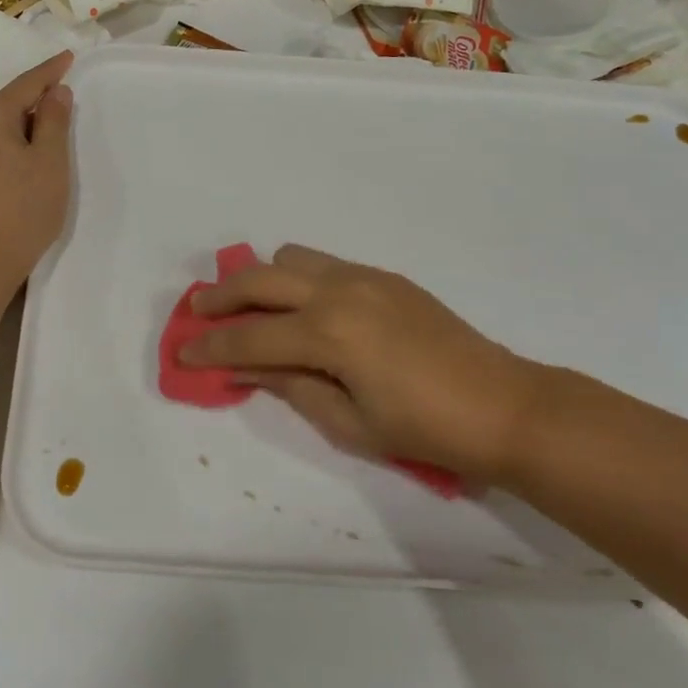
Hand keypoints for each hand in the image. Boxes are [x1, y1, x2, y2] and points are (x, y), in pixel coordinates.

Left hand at [0, 52, 73, 293]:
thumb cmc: (24, 206)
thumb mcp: (49, 160)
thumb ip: (54, 120)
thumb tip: (55, 91)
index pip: (26, 84)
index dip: (50, 70)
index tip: (70, 56)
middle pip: (11, 99)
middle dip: (39, 91)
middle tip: (67, 82)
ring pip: (5, 120)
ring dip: (30, 115)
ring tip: (57, 111)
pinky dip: (20, 133)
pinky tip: (36, 141)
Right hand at [182, 245, 551, 485]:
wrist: (505, 406)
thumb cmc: (426, 430)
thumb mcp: (349, 422)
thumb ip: (291, 387)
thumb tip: (247, 368)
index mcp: (328, 334)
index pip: (250, 338)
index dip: (211, 347)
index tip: (182, 353)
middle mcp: (338, 291)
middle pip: (259, 280)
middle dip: (221, 296)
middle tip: (198, 312)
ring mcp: (363, 277)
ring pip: (291, 258)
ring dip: (262, 278)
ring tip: (252, 306)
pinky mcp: (383, 276)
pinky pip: (324, 263)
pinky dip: (297, 277)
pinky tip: (303, 307)